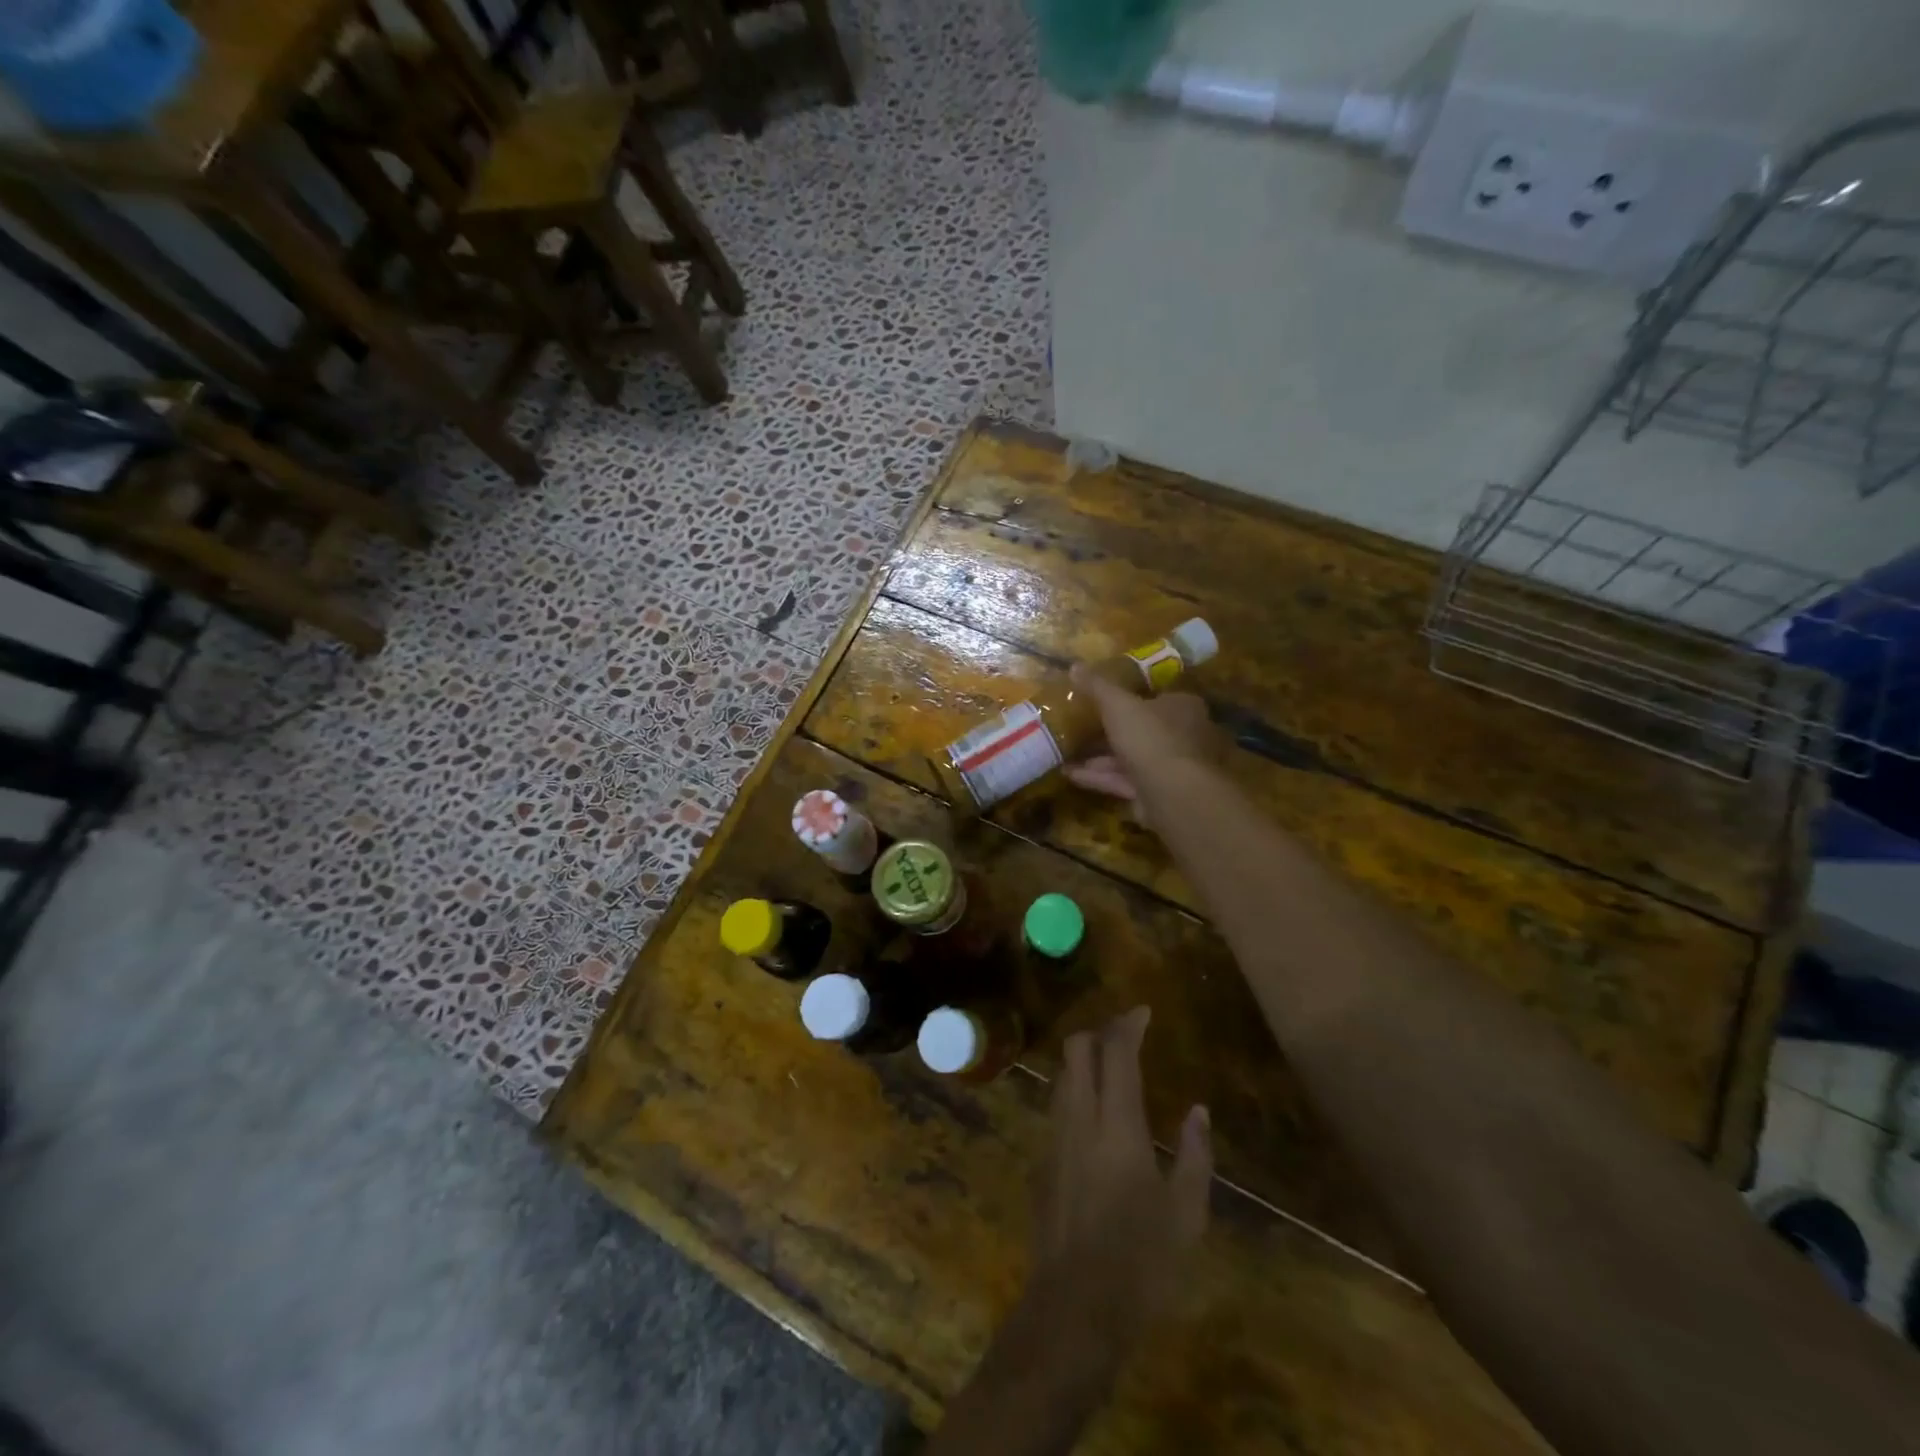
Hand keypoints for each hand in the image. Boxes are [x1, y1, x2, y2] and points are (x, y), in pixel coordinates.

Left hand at [1024, 1007, 1211, 1373]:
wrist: (1075, 1307)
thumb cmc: (1141, 1262)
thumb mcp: (1186, 1213)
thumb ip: (1194, 1154)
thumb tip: (1197, 1110)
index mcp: (1117, 1124)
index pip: (1116, 1052)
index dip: (1128, 1024)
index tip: (1144, 1011)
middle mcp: (1079, 1117)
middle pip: (1076, 1049)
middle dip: (1099, 1031)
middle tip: (1127, 1034)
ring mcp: (1054, 1137)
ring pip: (1062, 1075)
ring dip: (1084, 1059)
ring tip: (1112, 1067)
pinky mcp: (1042, 1159)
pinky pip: (1057, 1105)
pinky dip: (1076, 1090)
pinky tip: (1096, 1113)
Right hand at [1062, 665, 1223, 812]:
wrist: (1174, 793)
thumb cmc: (1151, 737)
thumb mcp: (1118, 705)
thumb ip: (1097, 687)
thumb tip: (1074, 665)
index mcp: (1182, 707)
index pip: (1156, 697)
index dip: (1129, 699)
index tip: (1101, 701)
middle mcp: (1182, 736)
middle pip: (1141, 730)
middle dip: (1109, 732)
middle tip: (1079, 728)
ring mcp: (1171, 769)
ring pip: (1130, 759)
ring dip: (1099, 758)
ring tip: (1065, 753)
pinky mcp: (1157, 795)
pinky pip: (1124, 781)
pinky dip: (1099, 778)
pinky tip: (1069, 775)